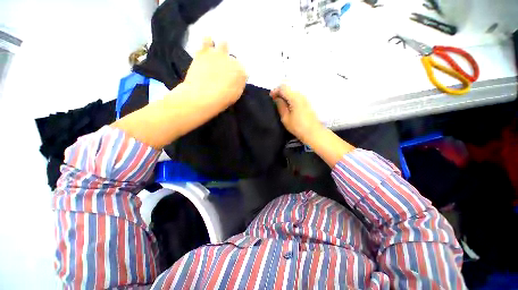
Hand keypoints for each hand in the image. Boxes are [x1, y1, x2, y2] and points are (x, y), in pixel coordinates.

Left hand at [183, 37, 246, 107]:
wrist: (204, 95)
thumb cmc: (222, 99)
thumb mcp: (236, 95)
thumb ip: (238, 84)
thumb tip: (237, 80)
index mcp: (241, 72)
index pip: (242, 70)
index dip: (238, 74)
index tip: (233, 79)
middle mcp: (232, 60)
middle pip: (234, 58)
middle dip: (230, 63)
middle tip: (224, 69)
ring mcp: (219, 54)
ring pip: (224, 44)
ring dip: (222, 48)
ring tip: (217, 54)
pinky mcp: (205, 51)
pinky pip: (207, 40)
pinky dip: (207, 42)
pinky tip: (206, 44)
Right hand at [270, 85, 323, 142]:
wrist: (313, 132)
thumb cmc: (298, 126)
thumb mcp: (285, 118)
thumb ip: (280, 106)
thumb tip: (277, 98)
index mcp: (295, 97)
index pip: (283, 88)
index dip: (275, 91)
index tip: (271, 97)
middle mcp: (301, 95)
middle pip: (288, 88)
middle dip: (280, 92)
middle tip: (274, 100)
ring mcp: (305, 98)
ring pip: (292, 91)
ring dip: (285, 95)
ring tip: (280, 103)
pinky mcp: (307, 102)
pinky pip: (296, 95)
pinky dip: (290, 97)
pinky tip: (287, 105)